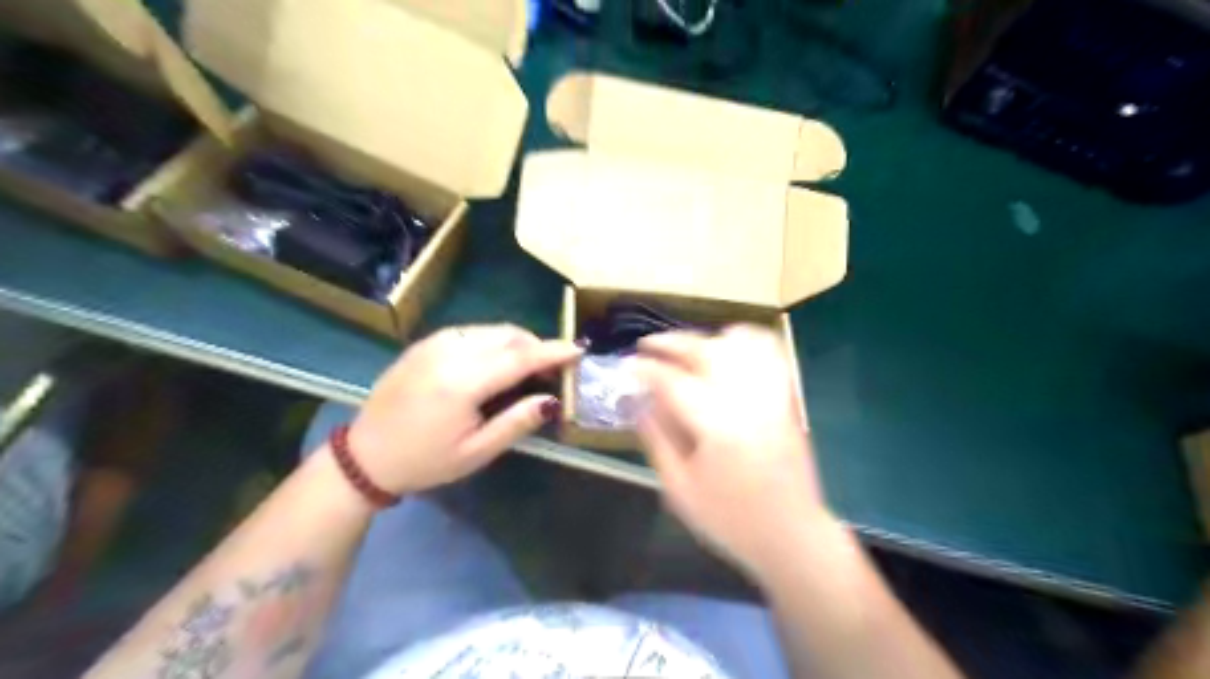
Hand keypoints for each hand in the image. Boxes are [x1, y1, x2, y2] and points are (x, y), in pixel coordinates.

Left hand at [344, 324, 581, 493]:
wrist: (364, 456)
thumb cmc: (425, 461)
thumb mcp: (476, 452)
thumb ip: (517, 422)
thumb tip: (553, 400)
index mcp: (463, 382)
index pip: (521, 357)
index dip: (553, 352)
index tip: (579, 349)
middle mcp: (450, 352)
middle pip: (508, 336)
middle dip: (537, 345)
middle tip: (554, 367)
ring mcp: (434, 343)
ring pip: (491, 330)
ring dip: (517, 342)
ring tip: (529, 366)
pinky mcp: (425, 343)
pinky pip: (471, 332)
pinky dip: (494, 341)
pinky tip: (497, 361)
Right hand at [637, 325, 838, 579]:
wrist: (791, 536)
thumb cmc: (730, 520)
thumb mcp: (680, 488)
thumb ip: (657, 439)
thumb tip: (637, 402)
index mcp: (717, 427)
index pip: (674, 382)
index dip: (646, 369)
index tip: (627, 365)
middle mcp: (747, 402)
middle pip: (706, 352)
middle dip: (671, 342)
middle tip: (647, 345)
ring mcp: (772, 397)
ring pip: (739, 345)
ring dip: (706, 338)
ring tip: (683, 346)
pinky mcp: (787, 400)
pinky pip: (770, 354)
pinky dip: (747, 341)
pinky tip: (727, 345)